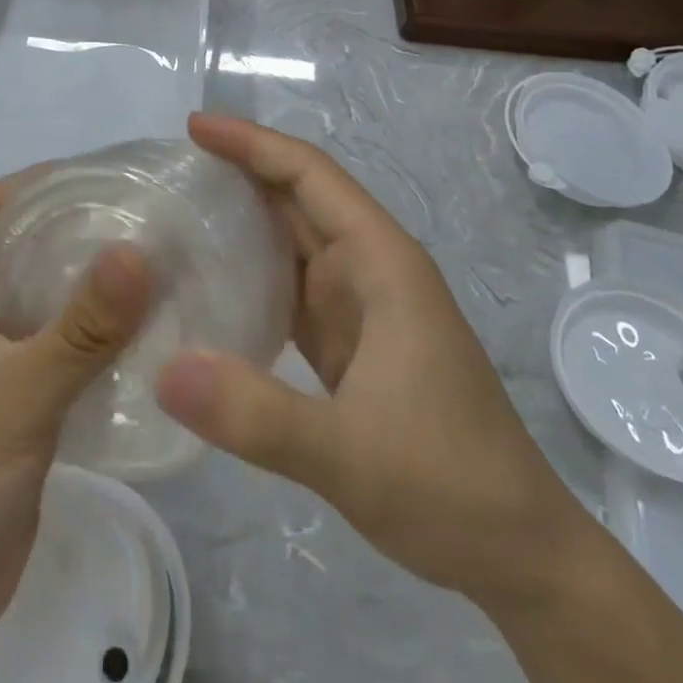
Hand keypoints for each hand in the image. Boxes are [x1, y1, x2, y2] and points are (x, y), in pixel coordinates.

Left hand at [0, 174, 151, 682]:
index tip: (105, 176)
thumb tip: (140, 249)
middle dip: (78, 232)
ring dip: (92, 289)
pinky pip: (60, 352)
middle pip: (24, 251)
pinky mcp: (15, 406)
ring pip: (46, 303)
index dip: (40, 184)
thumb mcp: (16, 393)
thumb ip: (82, 326)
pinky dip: (96, 339)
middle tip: (146, 219)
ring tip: (158, 267)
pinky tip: (148, 336)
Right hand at [156, 113, 584, 609]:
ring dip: (241, 219)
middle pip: (298, 197)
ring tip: (176, 211)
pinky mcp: (348, 342)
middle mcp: (371, 268)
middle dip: (238, 171)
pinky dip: (249, 273)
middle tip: (169, 168)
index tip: (195, 128)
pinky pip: (290, 287)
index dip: (253, 143)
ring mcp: (360, 306)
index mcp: (382, 262)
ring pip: (292, 239)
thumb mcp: (349, 455)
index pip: (310, 175)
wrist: (518, 555)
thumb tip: (164, 370)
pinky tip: (208, 282)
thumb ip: (257, 415)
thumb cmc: (450, 486)